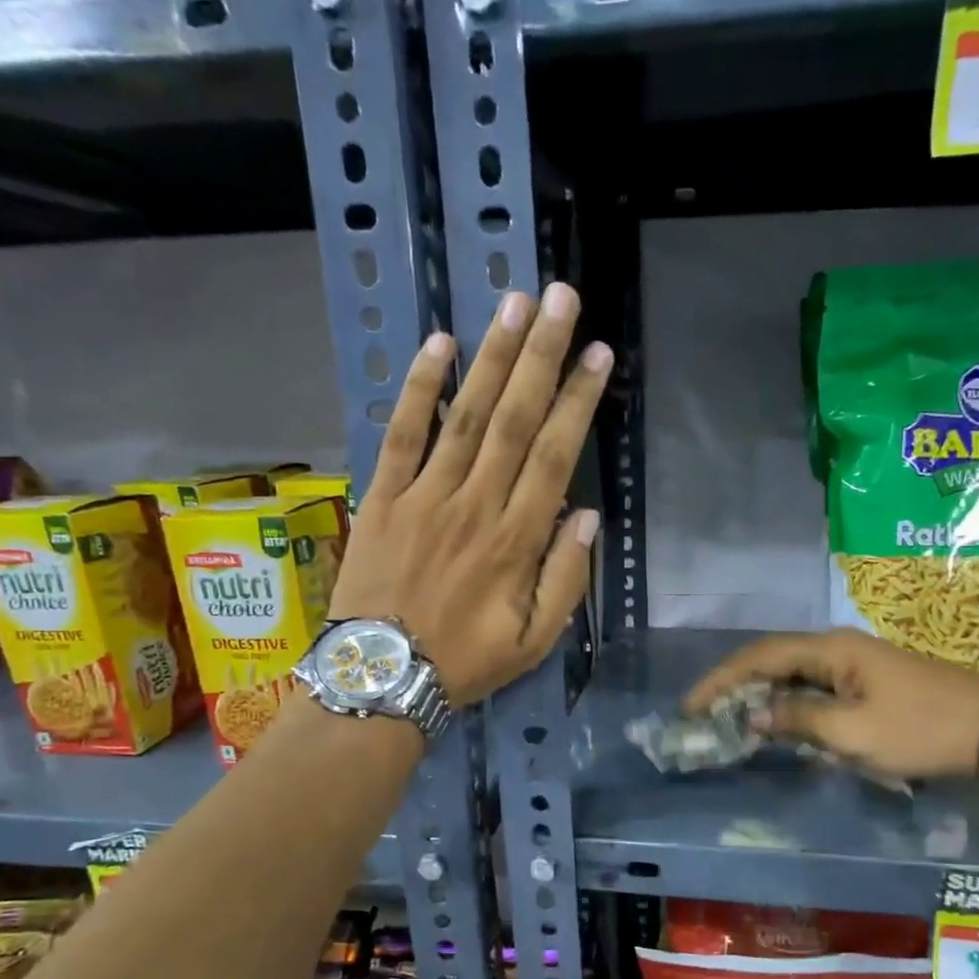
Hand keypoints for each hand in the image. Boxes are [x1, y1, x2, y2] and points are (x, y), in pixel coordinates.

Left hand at [327, 284, 608, 706]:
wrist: (380, 677)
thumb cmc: (464, 663)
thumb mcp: (534, 642)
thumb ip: (566, 580)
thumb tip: (586, 517)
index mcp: (515, 542)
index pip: (553, 457)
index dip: (578, 403)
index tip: (598, 356)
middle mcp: (474, 506)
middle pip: (513, 420)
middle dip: (542, 357)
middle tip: (563, 300)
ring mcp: (424, 497)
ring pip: (464, 416)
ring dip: (492, 357)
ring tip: (516, 304)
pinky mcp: (383, 498)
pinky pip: (402, 435)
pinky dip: (420, 389)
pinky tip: (439, 344)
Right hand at [685, 629, 978, 780]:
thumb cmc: (921, 730)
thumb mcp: (854, 734)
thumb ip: (798, 720)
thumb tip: (755, 715)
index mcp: (831, 649)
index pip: (759, 656)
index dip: (721, 680)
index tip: (690, 706)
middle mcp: (837, 646)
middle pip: (771, 659)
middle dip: (734, 685)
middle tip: (704, 715)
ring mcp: (854, 662)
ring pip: (792, 673)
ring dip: (760, 694)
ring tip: (730, 719)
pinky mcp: (867, 680)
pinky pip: (814, 686)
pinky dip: (788, 702)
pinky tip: (777, 722)